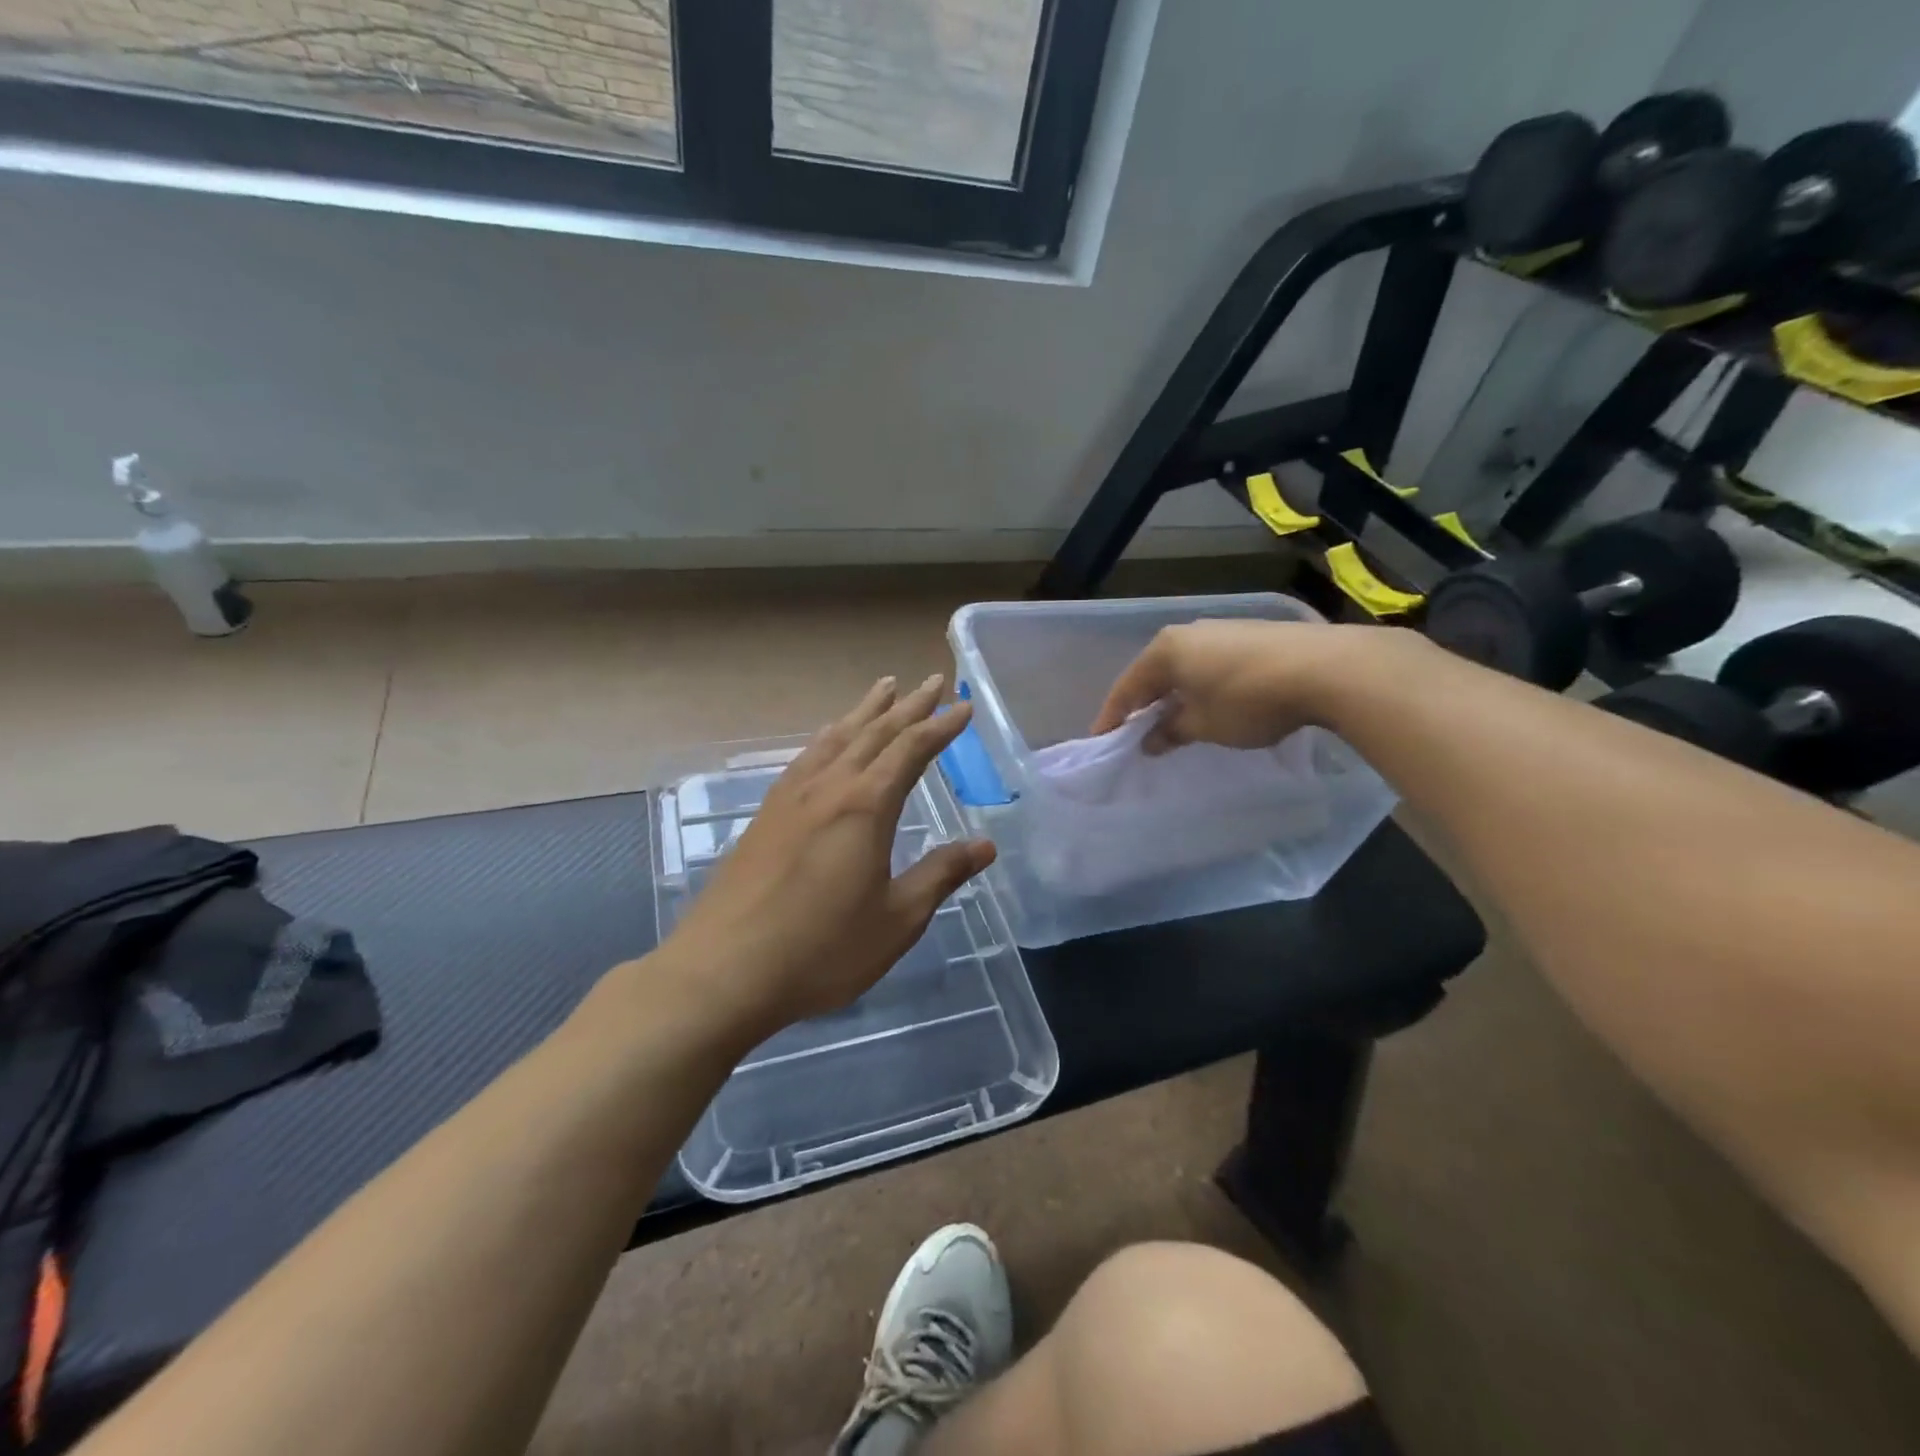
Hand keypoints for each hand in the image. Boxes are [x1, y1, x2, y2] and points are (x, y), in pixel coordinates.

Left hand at [666, 674, 994, 1037]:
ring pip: (837, 737)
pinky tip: (829, 740)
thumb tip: (986, 845)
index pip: (911, 750)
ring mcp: (791, 797)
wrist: (725, 970)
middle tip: (933, 681)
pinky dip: (830, 736)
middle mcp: (829, 788)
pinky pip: (808, 757)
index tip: (963, 706)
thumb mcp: (897, 919)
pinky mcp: (766, 815)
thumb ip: (941, 875)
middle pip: (875, 732)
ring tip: (884, 687)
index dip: (941, 726)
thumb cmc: (823, 949)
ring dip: (865, 710)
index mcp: (866, 806)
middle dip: (908, 705)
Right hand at [1091, 619, 1379, 751]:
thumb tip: (1150, 740)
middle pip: (1155, 674)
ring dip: (1176, 696)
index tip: (1102, 742)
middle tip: (1136, 734)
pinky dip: (1202, 687)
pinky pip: (1211, 665)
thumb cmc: (1249, 700)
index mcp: (1165, 650)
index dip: (1113, 718)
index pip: (1127, 688)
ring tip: (1174, 723)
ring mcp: (1222, 630)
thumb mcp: (1204, 725)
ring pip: (1185, 668)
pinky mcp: (1251, 636)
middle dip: (1145, 705)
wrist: (1327, 669)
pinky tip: (1212, 705)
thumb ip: (1172, 731)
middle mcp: (1188, 632)